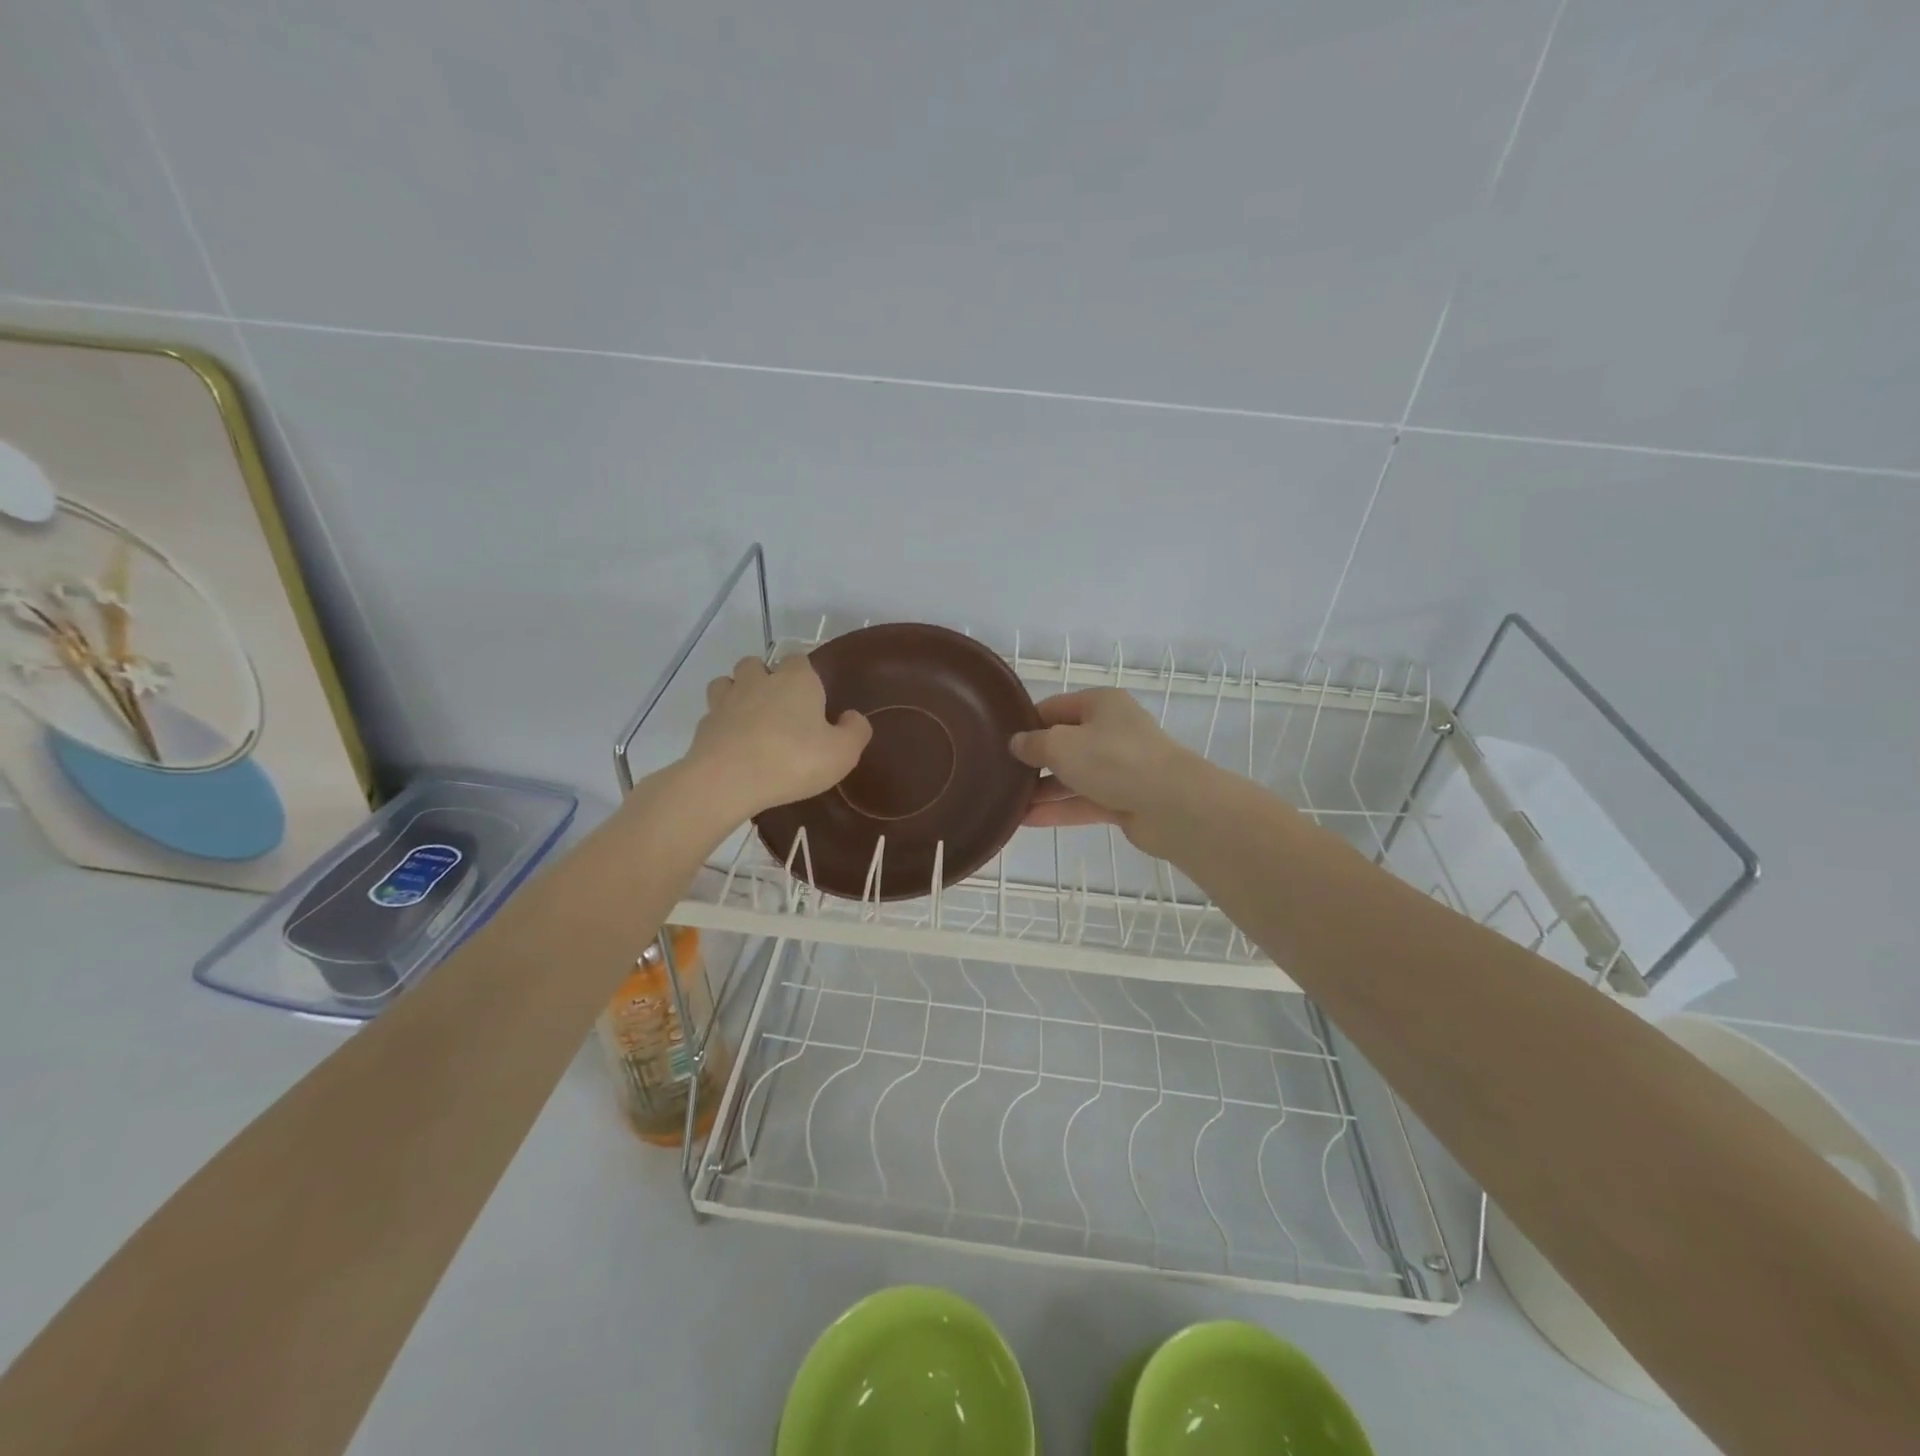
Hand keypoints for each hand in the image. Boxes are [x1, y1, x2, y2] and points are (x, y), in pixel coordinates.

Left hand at [687, 655, 871, 820]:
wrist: (728, 780)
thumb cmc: (793, 760)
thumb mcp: (842, 752)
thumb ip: (855, 731)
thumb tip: (852, 716)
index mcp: (796, 680)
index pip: (800, 659)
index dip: (805, 676)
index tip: (812, 700)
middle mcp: (759, 680)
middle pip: (757, 664)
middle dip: (765, 678)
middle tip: (780, 709)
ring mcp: (726, 700)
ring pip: (727, 682)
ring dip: (737, 693)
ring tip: (750, 720)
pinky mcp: (704, 725)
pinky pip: (713, 714)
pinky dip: (722, 724)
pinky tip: (733, 745)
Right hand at [1010, 689, 1210, 857]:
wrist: (1172, 805)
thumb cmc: (1113, 760)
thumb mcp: (1061, 745)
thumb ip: (1034, 744)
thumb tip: (1017, 743)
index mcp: (1101, 704)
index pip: (1055, 707)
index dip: (1026, 722)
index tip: (999, 739)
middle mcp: (1112, 731)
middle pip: (1065, 743)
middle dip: (1034, 760)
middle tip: (999, 773)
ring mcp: (1120, 767)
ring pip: (1073, 775)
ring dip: (1043, 789)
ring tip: (1007, 801)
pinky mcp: (1125, 799)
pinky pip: (1084, 801)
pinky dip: (1059, 809)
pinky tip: (1026, 820)